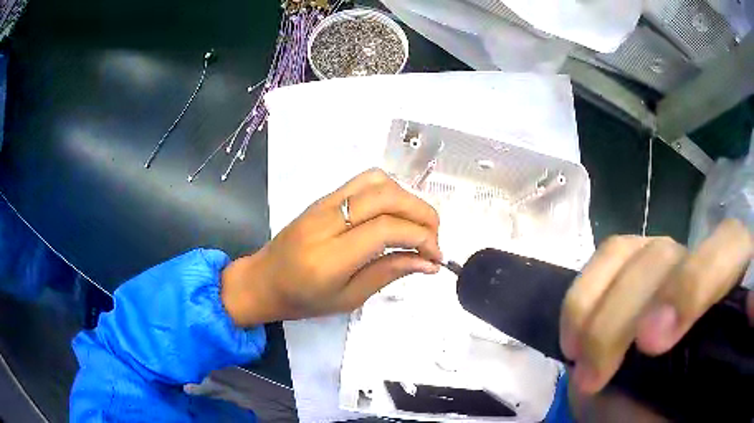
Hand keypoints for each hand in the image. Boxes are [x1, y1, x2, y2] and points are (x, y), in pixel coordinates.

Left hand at [220, 169, 442, 326]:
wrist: (263, 280)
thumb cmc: (303, 300)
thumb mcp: (349, 298)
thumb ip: (389, 274)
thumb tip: (428, 263)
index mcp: (330, 257)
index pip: (386, 229)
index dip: (421, 237)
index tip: (436, 256)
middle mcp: (327, 222)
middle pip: (386, 197)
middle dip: (422, 214)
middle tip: (434, 239)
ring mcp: (323, 204)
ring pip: (377, 181)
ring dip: (407, 198)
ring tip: (418, 225)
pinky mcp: (323, 197)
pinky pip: (363, 181)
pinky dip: (389, 190)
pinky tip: (395, 212)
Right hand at [561, 219, 752, 394]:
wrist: (640, 405)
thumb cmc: (673, 407)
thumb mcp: (699, 395)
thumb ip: (727, 359)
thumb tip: (749, 314)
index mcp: (727, 289)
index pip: (730, 248)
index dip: (696, 283)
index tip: (654, 343)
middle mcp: (697, 266)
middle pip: (669, 255)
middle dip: (631, 314)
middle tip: (600, 373)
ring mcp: (661, 263)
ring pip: (633, 254)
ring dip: (600, 317)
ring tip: (584, 370)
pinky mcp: (627, 268)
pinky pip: (606, 257)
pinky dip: (583, 299)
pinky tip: (574, 340)